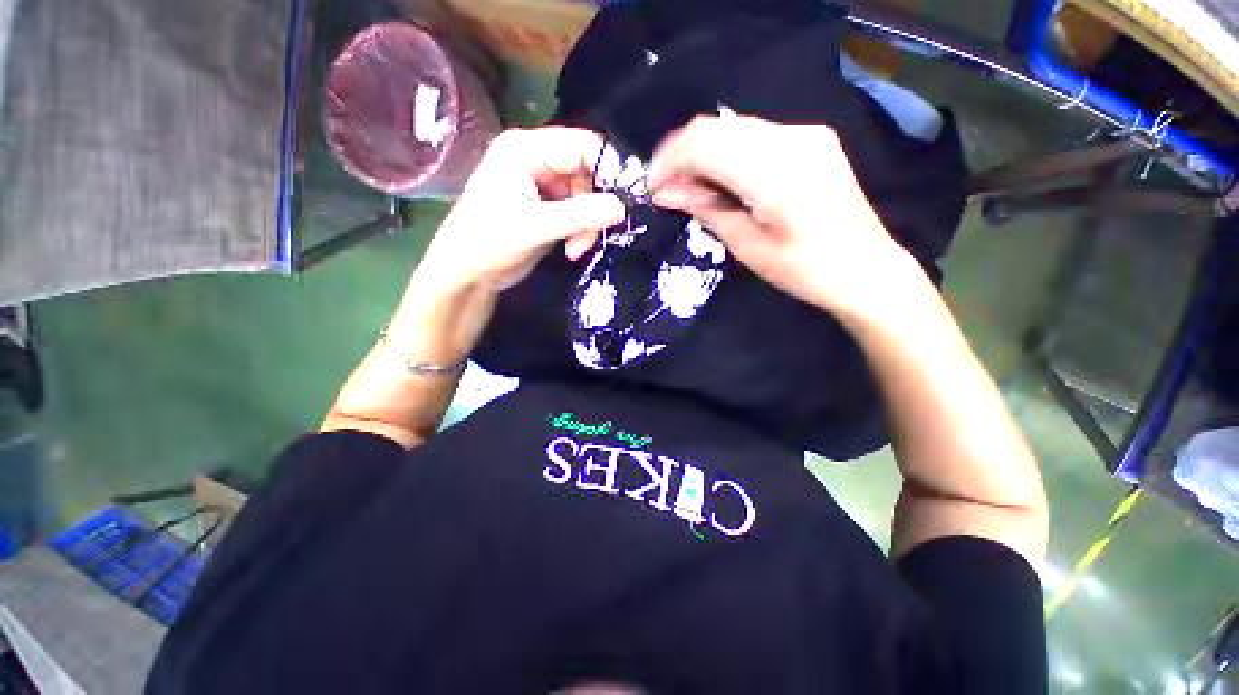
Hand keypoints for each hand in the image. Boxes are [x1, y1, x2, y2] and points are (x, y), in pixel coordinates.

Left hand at [391, 127, 623, 365]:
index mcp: (525, 150)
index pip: (581, 145)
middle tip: (594, 234)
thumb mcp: (533, 227)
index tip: (623, 199)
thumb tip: (622, 207)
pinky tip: (572, 250)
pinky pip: (580, 214)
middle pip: (587, 172)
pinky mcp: (549, 209)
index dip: (607, 168)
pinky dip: (581, 232)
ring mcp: (544, 186)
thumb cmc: (488, 242)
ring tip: (576, 249)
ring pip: (587, 197)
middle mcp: (537, 161)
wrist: (468, 275)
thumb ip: (579, 216)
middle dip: (595, 206)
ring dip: (588, 225)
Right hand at [648, 115, 911, 315]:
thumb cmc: (804, 269)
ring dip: (704, 153)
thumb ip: (706, 209)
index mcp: (775, 171)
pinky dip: (728, 153)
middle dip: (682, 155)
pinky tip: (722, 179)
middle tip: (667, 189)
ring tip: (690, 187)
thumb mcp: (748, 246)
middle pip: (716, 127)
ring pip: (733, 128)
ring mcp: (805, 134)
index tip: (652, 187)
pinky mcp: (811, 140)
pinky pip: (754, 136)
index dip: (669, 161)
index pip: (705, 143)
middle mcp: (792, 137)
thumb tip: (665, 193)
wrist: (866, 269)